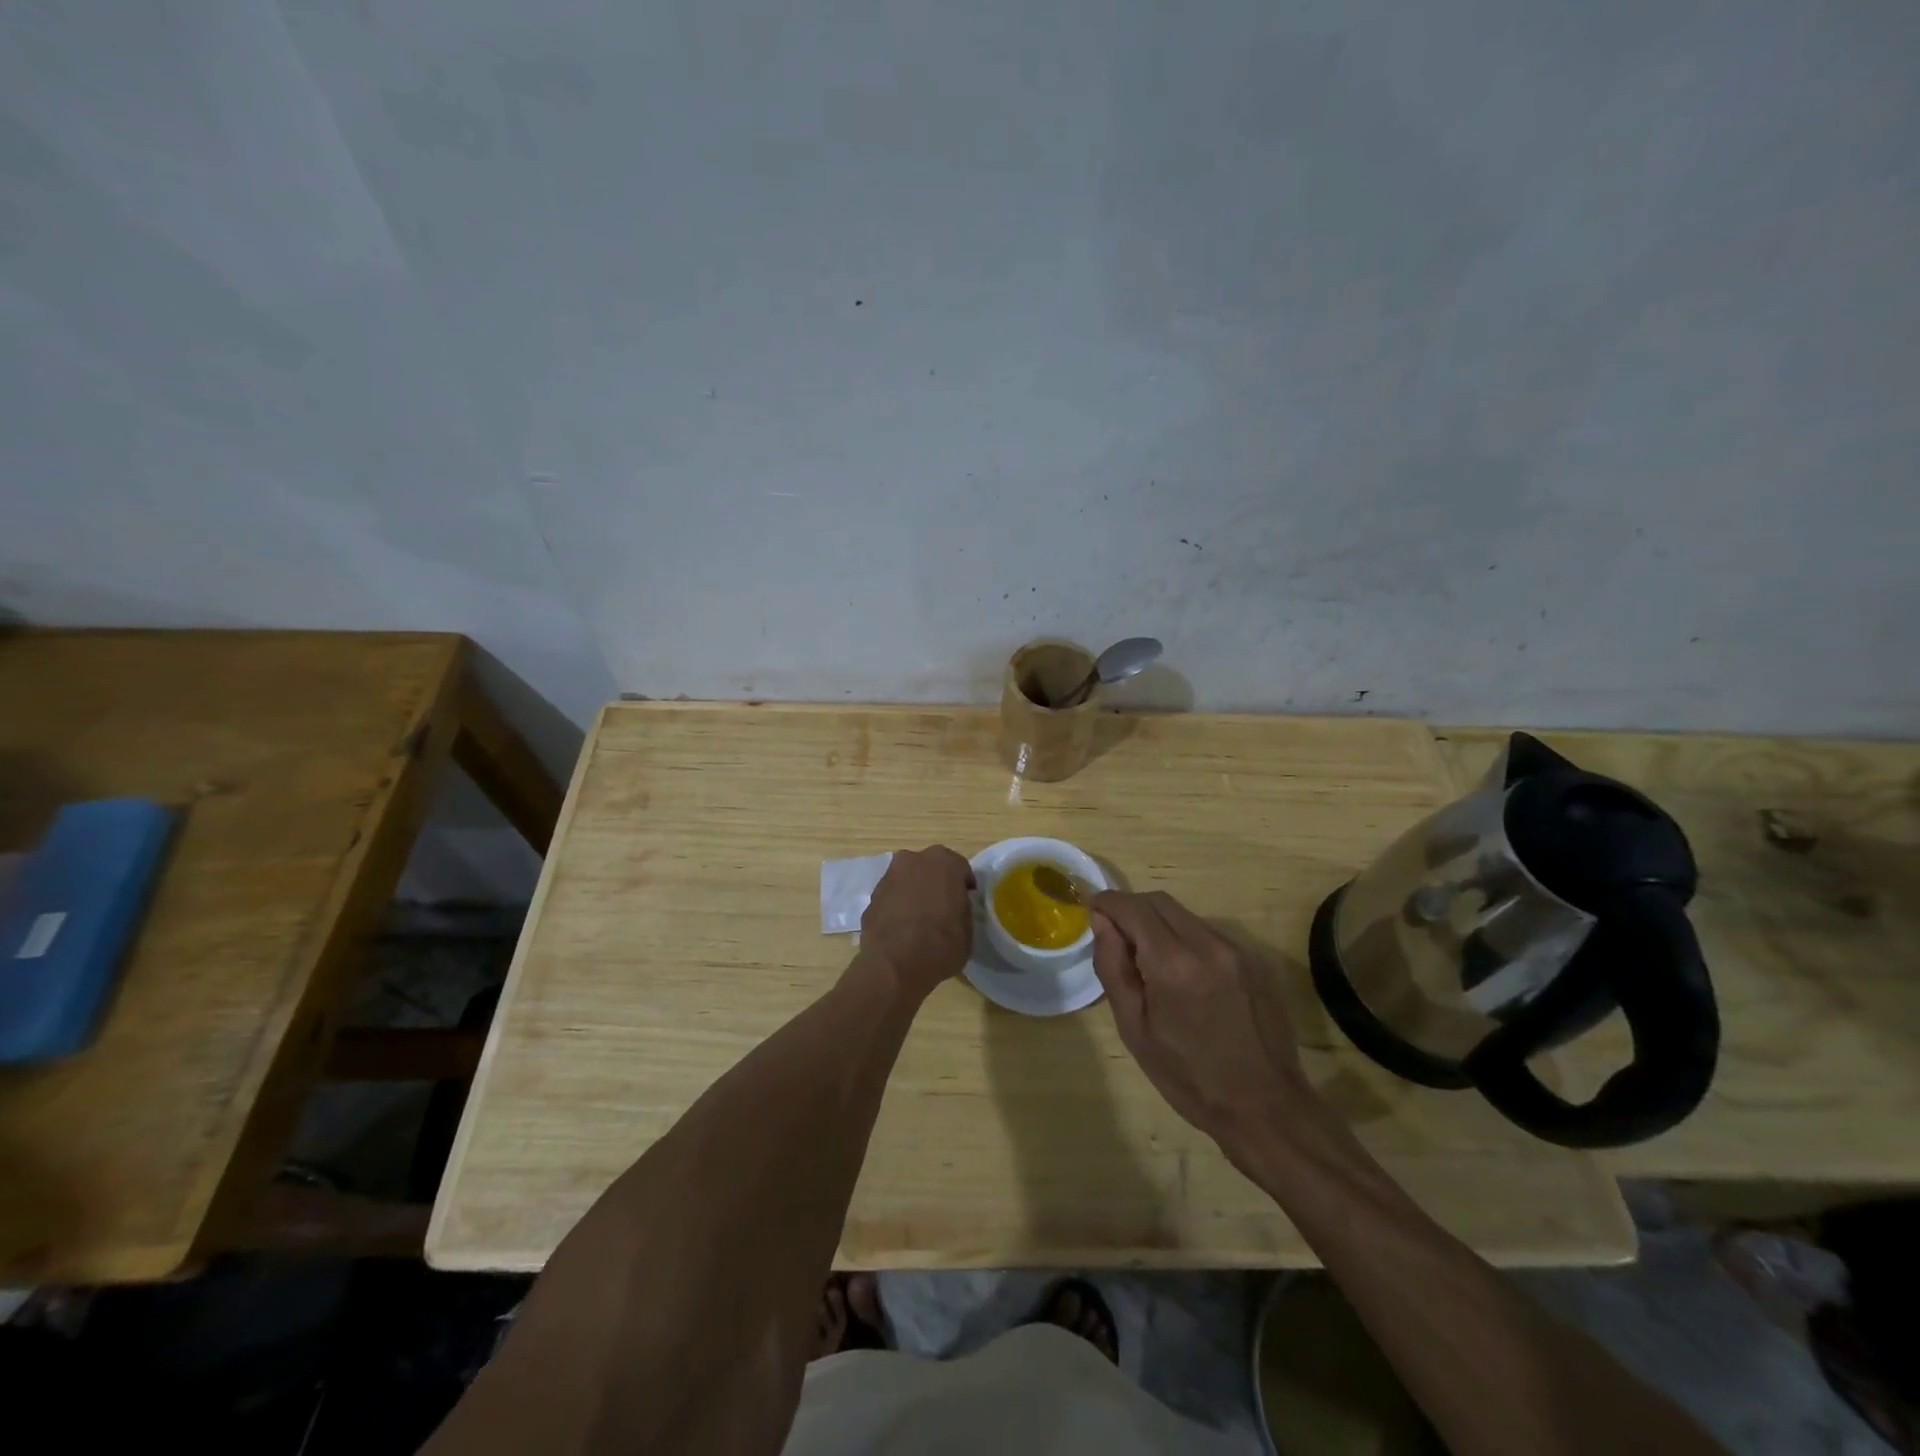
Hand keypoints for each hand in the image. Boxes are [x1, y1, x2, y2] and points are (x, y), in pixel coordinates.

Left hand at [857, 846, 976, 1000]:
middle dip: (936, 883)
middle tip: (942, 906)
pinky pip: (891, 897)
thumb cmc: (942, 943)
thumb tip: (954, 907)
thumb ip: (961, 907)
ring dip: (914, 893)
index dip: (963, 885)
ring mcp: (889, 877)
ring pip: (907, 880)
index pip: (960, 868)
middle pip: (929, 868)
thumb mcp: (968, 927)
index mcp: (944, 862)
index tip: (965, 900)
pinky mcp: (871, 897)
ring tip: (920, 920)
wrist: (896, 965)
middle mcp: (914, 860)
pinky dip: (897, 907)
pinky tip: (902, 929)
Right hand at [1089, 891, 1317, 1168]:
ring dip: (1160, 924)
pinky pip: (1210, 934)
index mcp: (1174, 964)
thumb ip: (1113, 967)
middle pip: (1160, 901)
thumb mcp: (1134, 1029)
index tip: (1092, 910)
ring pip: (1186, 916)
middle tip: (1115, 934)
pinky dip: (1187, 940)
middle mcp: (1208, 945)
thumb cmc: (1190, 1078)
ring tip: (1150, 960)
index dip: (1107, 902)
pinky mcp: (1256, 960)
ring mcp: (1238, 950)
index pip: (1132, 908)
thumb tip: (1101, 922)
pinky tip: (1185, 976)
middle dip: (1132, 908)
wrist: (1267, 1109)